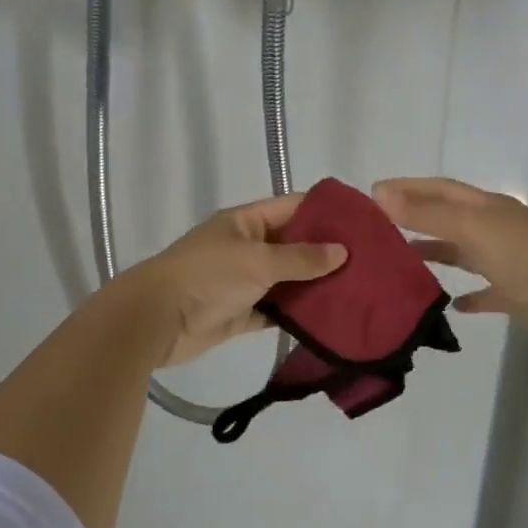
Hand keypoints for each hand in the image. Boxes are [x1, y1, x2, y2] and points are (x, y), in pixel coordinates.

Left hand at [123, 194, 347, 366]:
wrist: (156, 320)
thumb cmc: (208, 277)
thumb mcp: (258, 260)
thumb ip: (301, 258)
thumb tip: (342, 251)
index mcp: (246, 222)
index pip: (293, 207)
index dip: (326, 212)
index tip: (363, 223)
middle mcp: (247, 247)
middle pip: (294, 245)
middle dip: (327, 253)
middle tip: (371, 263)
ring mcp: (244, 281)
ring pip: (288, 280)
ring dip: (315, 286)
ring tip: (359, 291)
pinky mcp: (242, 313)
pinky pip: (276, 310)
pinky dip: (297, 314)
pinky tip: (330, 319)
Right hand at [374, 177, 527, 395]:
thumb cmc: (520, 254)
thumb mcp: (468, 227)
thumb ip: (425, 213)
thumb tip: (380, 194)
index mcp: (486, 207)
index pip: (441, 189)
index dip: (409, 188)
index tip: (375, 192)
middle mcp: (496, 229)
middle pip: (451, 219)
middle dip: (419, 219)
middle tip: (383, 227)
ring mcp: (508, 262)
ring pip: (466, 254)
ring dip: (439, 254)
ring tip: (405, 261)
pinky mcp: (517, 296)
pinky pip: (487, 293)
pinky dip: (469, 297)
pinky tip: (451, 306)